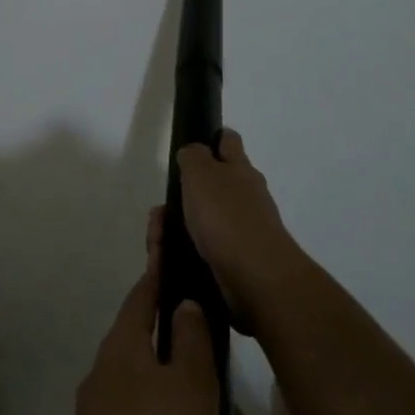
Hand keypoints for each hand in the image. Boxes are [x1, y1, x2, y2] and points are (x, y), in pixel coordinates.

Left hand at [49, 244, 218, 414]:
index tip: (169, 240)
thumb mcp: (190, 391)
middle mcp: (110, 380)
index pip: (144, 293)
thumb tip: (184, 304)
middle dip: (208, 385)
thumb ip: (192, 341)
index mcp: (123, 350)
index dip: (162, 269)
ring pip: (172, 414)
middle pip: (165, 361)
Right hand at [175, 130, 302, 337]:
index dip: (213, 138)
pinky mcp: (237, 260)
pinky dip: (186, 253)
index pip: (229, 142)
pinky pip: (205, 250)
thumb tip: (193, 152)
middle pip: (213, 186)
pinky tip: (170, 260)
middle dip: (183, 197)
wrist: (256, 276)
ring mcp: (244, 230)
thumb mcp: (201, 173)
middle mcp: (247, 196)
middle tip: (160, 211)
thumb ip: (193, 156)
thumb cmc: (226, 217)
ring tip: (158, 242)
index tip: (193, 146)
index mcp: (240, 170)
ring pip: (204, 221)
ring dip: (178, 229)